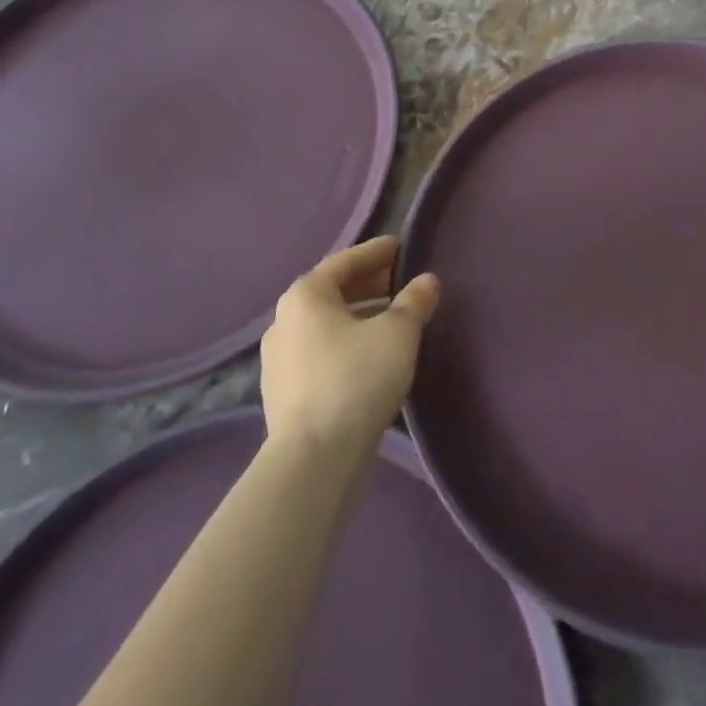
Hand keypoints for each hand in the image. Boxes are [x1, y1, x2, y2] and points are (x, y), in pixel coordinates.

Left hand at [260, 237, 439, 460]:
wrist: (314, 460)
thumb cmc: (356, 379)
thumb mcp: (398, 333)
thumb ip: (414, 301)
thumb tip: (427, 281)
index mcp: (306, 295)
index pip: (345, 261)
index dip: (375, 252)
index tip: (399, 246)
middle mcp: (284, 320)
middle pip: (332, 292)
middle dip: (368, 284)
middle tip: (399, 281)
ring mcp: (278, 359)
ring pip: (326, 325)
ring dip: (358, 316)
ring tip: (391, 320)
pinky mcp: (283, 393)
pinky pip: (320, 352)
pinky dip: (346, 344)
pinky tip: (370, 356)